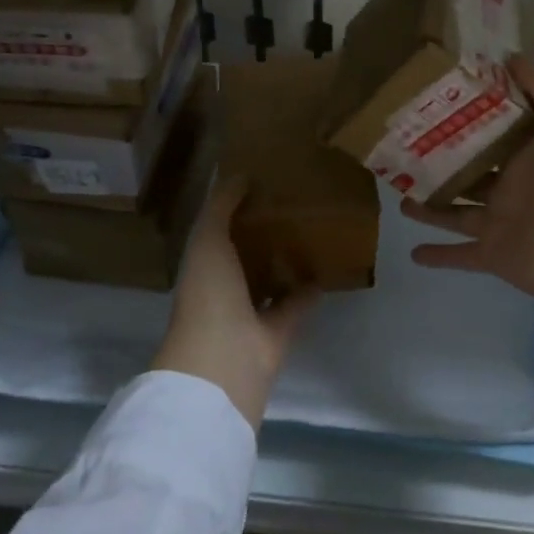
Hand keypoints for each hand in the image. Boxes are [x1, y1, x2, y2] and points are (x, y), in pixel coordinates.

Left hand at [152, 175, 319, 428]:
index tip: (262, 182)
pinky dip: (311, 287)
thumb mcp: (208, 239)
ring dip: (289, 258)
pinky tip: (330, 263)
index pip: (220, 231)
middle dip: (266, 231)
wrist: (224, 360)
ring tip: (315, 226)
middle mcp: (225, 288)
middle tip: (295, 200)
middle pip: (248, 254)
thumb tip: (240, 174)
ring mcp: (252, 312)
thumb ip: (221, 206)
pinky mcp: (280, 330)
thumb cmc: (209, 293)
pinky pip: (298, 302)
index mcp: (203, 265)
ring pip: (273, 278)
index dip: (237, 208)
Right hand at [402, 56, 533, 340]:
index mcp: (528, 157)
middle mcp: (511, 188)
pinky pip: (460, 254)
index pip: (493, 133)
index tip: (435, 104)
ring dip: (430, 206)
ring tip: (400, 195)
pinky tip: (411, 252)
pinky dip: (438, 255)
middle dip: (441, 163)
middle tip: (405, 150)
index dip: (467, 119)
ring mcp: (500, 223)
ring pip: (456, 212)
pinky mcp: (492, 254)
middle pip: (469, 172)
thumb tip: (511, 57)